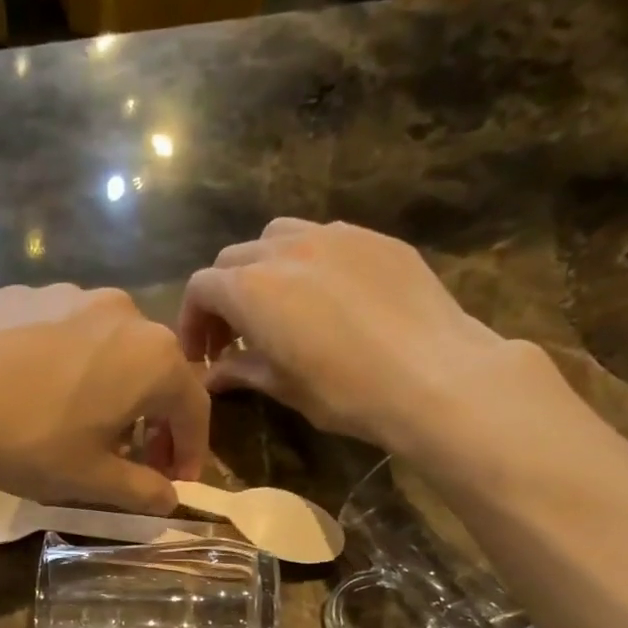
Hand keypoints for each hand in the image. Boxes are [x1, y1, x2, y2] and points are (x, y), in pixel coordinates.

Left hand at [0, 285, 209, 511]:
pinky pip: (63, 334)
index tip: (177, 482)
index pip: (194, 407)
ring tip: (83, 427)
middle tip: (136, 459)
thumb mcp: (91, 479)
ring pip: (108, 349)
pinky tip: (36, 395)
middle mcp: (122, 313)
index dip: (191, 450)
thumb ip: (141, 491)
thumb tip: (169, 500)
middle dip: (153, 420)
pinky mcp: (22, 293)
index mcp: (153, 357)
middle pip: (154, 372)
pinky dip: (68, 367)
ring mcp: (69, 295)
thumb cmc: (31, 441)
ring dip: (112, 389)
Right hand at [178, 219, 578, 465]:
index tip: (202, 355)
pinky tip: (326, 298)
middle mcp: (286, 249)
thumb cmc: (346, 391)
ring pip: (278, 237)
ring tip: (277, 307)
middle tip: (233, 336)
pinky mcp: (375, 239)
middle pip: (234, 259)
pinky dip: (307, 263)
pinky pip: (325, 239)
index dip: (193, 321)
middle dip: (224, 295)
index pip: (202, 287)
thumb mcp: (284, 387)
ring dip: (263, 269)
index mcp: (253, 288)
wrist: (434, 376)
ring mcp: (335, 236)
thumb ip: (242, 370)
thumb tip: (213, 374)